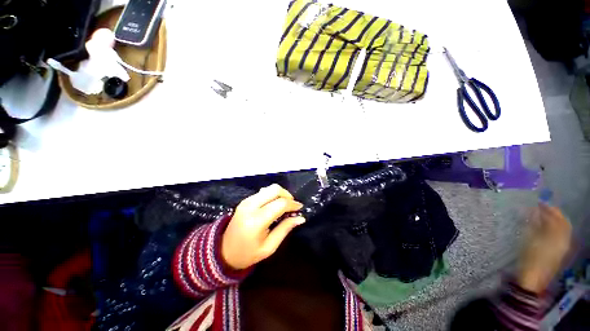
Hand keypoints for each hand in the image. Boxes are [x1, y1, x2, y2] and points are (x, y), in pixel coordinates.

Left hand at [221, 184, 305, 269]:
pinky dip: (272, 195)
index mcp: (256, 221)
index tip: (300, 208)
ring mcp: (246, 201)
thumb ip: (285, 229)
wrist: (224, 251)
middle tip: (292, 206)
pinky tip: (274, 205)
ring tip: (284, 206)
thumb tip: (301, 218)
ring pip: (269, 188)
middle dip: (287, 195)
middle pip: (275, 189)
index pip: (280, 204)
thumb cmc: (248, 254)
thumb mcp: (269, 247)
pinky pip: (263, 192)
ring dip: (280, 194)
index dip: (293, 204)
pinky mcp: (245, 200)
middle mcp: (250, 206)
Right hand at [517, 203, 571, 292]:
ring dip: (554, 221)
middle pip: (563, 223)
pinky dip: (555, 229)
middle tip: (542, 208)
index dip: (549, 208)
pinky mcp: (560, 251)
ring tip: (542, 217)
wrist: (533, 278)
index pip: (557, 217)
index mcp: (558, 235)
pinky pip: (561, 236)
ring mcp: (563, 246)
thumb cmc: (529, 256)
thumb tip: (534, 210)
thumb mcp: (529, 238)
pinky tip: (545, 229)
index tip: (538, 202)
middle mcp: (565, 239)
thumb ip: (533, 223)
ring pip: (563, 229)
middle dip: (554, 214)